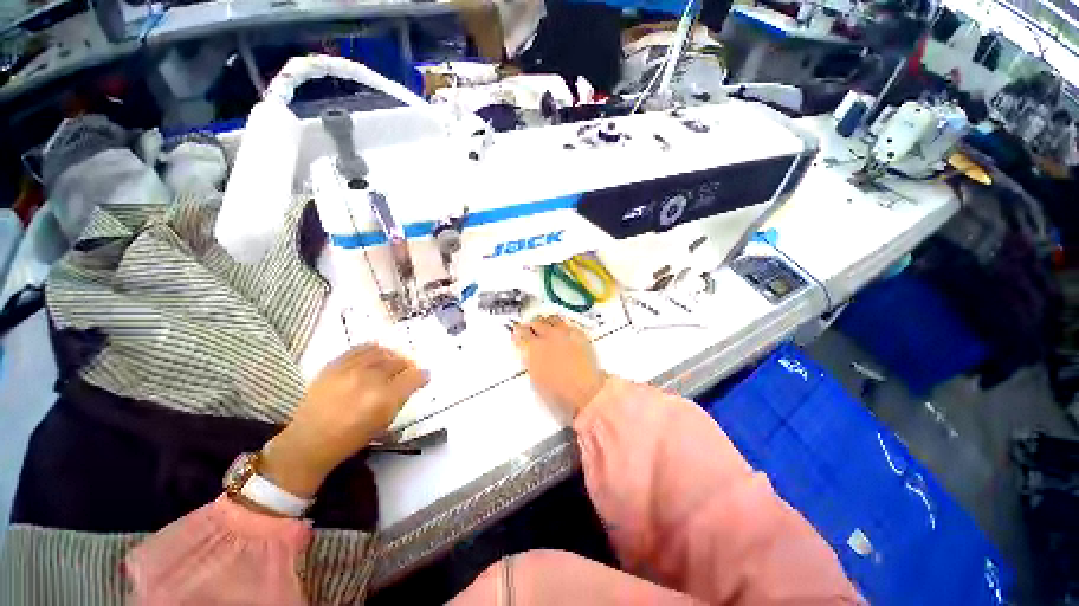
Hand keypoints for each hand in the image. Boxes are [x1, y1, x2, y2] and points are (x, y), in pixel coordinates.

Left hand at [259, 344, 427, 498]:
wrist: (309, 441)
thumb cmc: (351, 438)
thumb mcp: (384, 422)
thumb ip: (401, 398)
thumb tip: (416, 381)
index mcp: (384, 399)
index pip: (413, 377)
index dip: (422, 376)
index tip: (424, 377)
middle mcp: (369, 380)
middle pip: (398, 362)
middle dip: (407, 366)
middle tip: (408, 371)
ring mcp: (349, 370)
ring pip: (381, 352)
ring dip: (392, 356)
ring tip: (393, 361)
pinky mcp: (334, 365)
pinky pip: (360, 348)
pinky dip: (373, 350)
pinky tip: (376, 355)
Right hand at [512, 316, 606, 419]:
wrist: (585, 390)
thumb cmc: (558, 391)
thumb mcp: (535, 378)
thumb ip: (530, 360)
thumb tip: (528, 353)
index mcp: (534, 347)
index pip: (521, 332)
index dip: (518, 332)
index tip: (518, 333)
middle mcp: (548, 335)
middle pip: (536, 323)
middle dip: (533, 326)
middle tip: (532, 330)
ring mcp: (564, 332)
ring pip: (551, 319)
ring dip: (547, 323)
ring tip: (547, 327)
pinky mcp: (579, 333)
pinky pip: (567, 324)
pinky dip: (562, 327)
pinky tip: (563, 332)